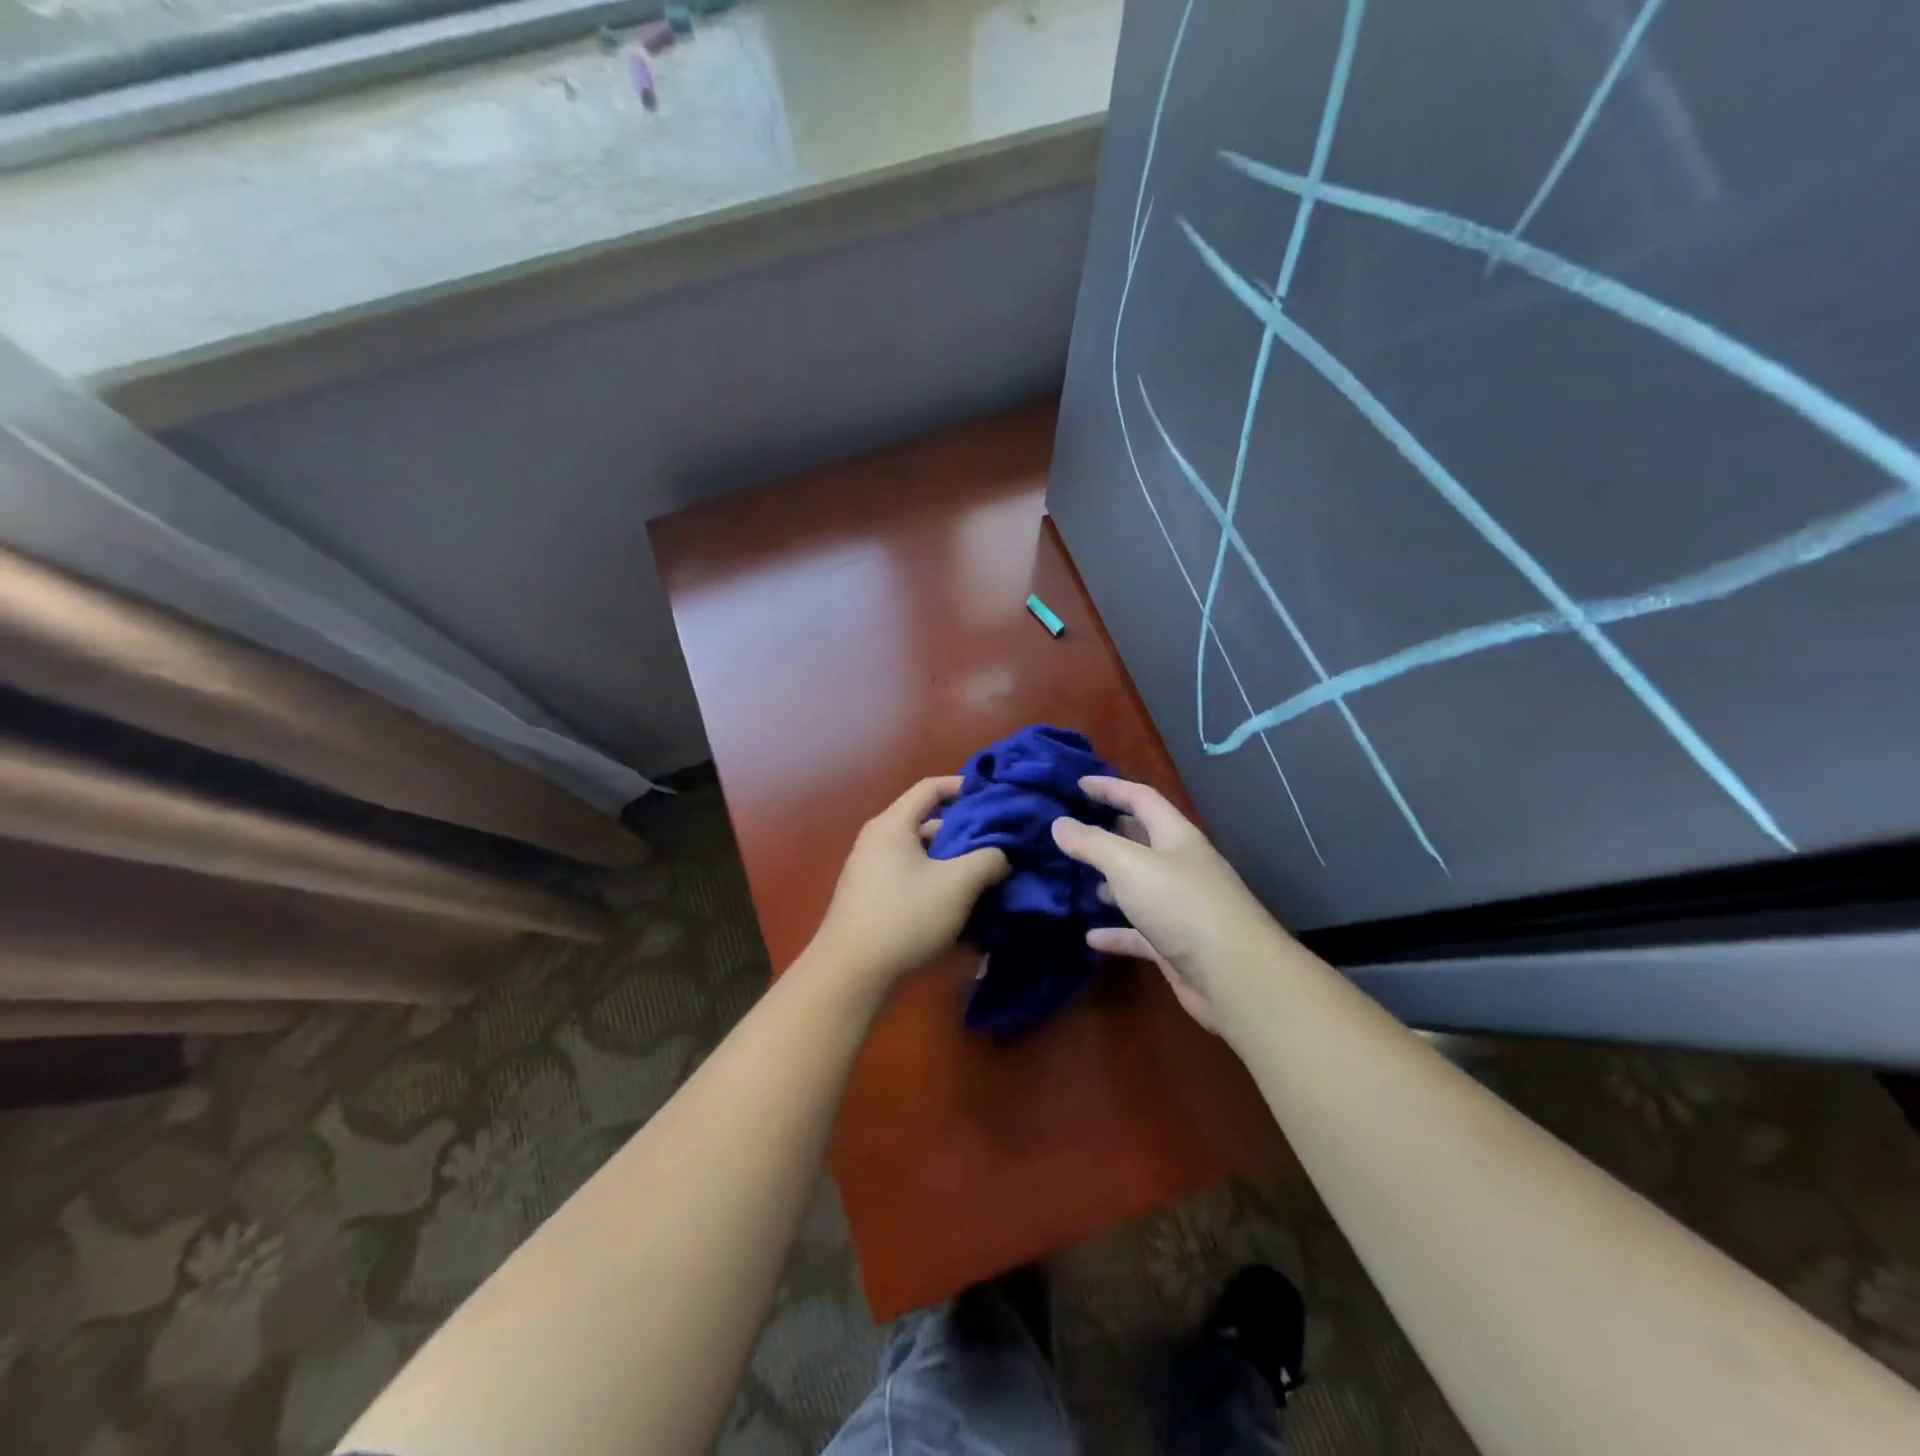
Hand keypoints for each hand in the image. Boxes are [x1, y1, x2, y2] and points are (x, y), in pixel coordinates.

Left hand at [811, 776, 1009, 988]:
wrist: (851, 975)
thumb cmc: (904, 916)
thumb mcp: (957, 884)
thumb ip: (987, 860)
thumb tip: (1001, 856)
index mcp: (893, 825)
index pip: (931, 788)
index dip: (964, 787)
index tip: (995, 798)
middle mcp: (879, 842)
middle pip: (929, 824)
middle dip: (966, 833)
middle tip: (1000, 844)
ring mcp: (873, 873)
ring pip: (924, 857)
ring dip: (955, 864)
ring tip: (989, 878)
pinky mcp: (874, 901)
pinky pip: (913, 881)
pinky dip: (938, 886)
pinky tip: (963, 907)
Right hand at [1051, 776, 1285, 1032]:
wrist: (1234, 976)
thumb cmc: (1181, 905)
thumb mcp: (1129, 865)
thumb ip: (1092, 843)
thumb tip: (1059, 823)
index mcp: (1176, 836)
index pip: (1141, 798)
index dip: (1110, 788)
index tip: (1077, 783)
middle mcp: (1180, 866)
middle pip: (1141, 840)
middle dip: (1109, 831)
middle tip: (1071, 830)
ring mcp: (1179, 907)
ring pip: (1138, 886)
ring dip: (1110, 881)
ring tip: (1075, 878)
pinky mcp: (1175, 944)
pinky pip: (1138, 932)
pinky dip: (1115, 931)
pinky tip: (1090, 937)